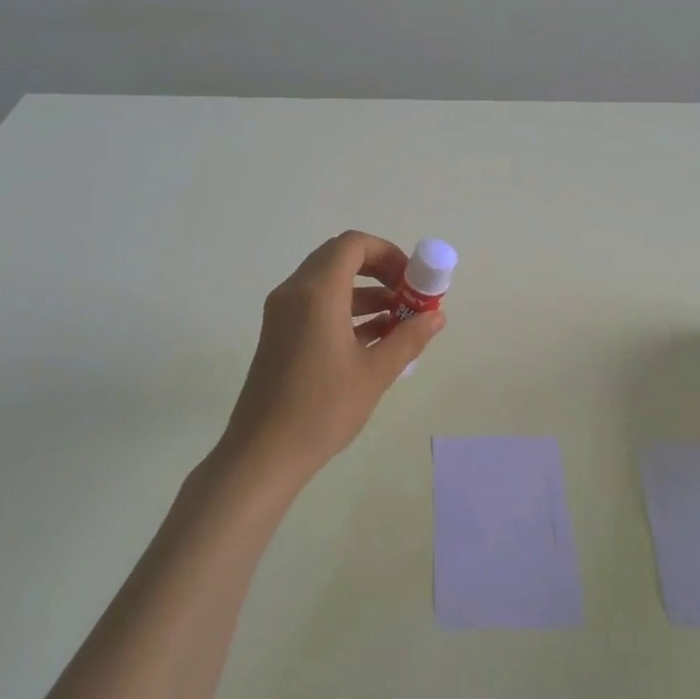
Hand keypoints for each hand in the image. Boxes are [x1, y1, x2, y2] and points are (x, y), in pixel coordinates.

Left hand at [218, 231, 445, 483]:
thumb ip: (409, 338)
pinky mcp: (278, 333)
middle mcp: (295, 292)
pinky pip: (315, 304)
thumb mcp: (375, 373)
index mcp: (317, 293)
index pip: (354, 244)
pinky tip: (374, 338)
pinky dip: (345, 309)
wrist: (263, 453)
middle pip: (340, 258)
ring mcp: (282, 313)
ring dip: (364, 292)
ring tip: (399, 321)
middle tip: (407, 296)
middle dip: (379, 270)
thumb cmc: (322, 409)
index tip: (412, 280)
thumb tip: (436, 316)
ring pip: (328, 282)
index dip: (388, 253)